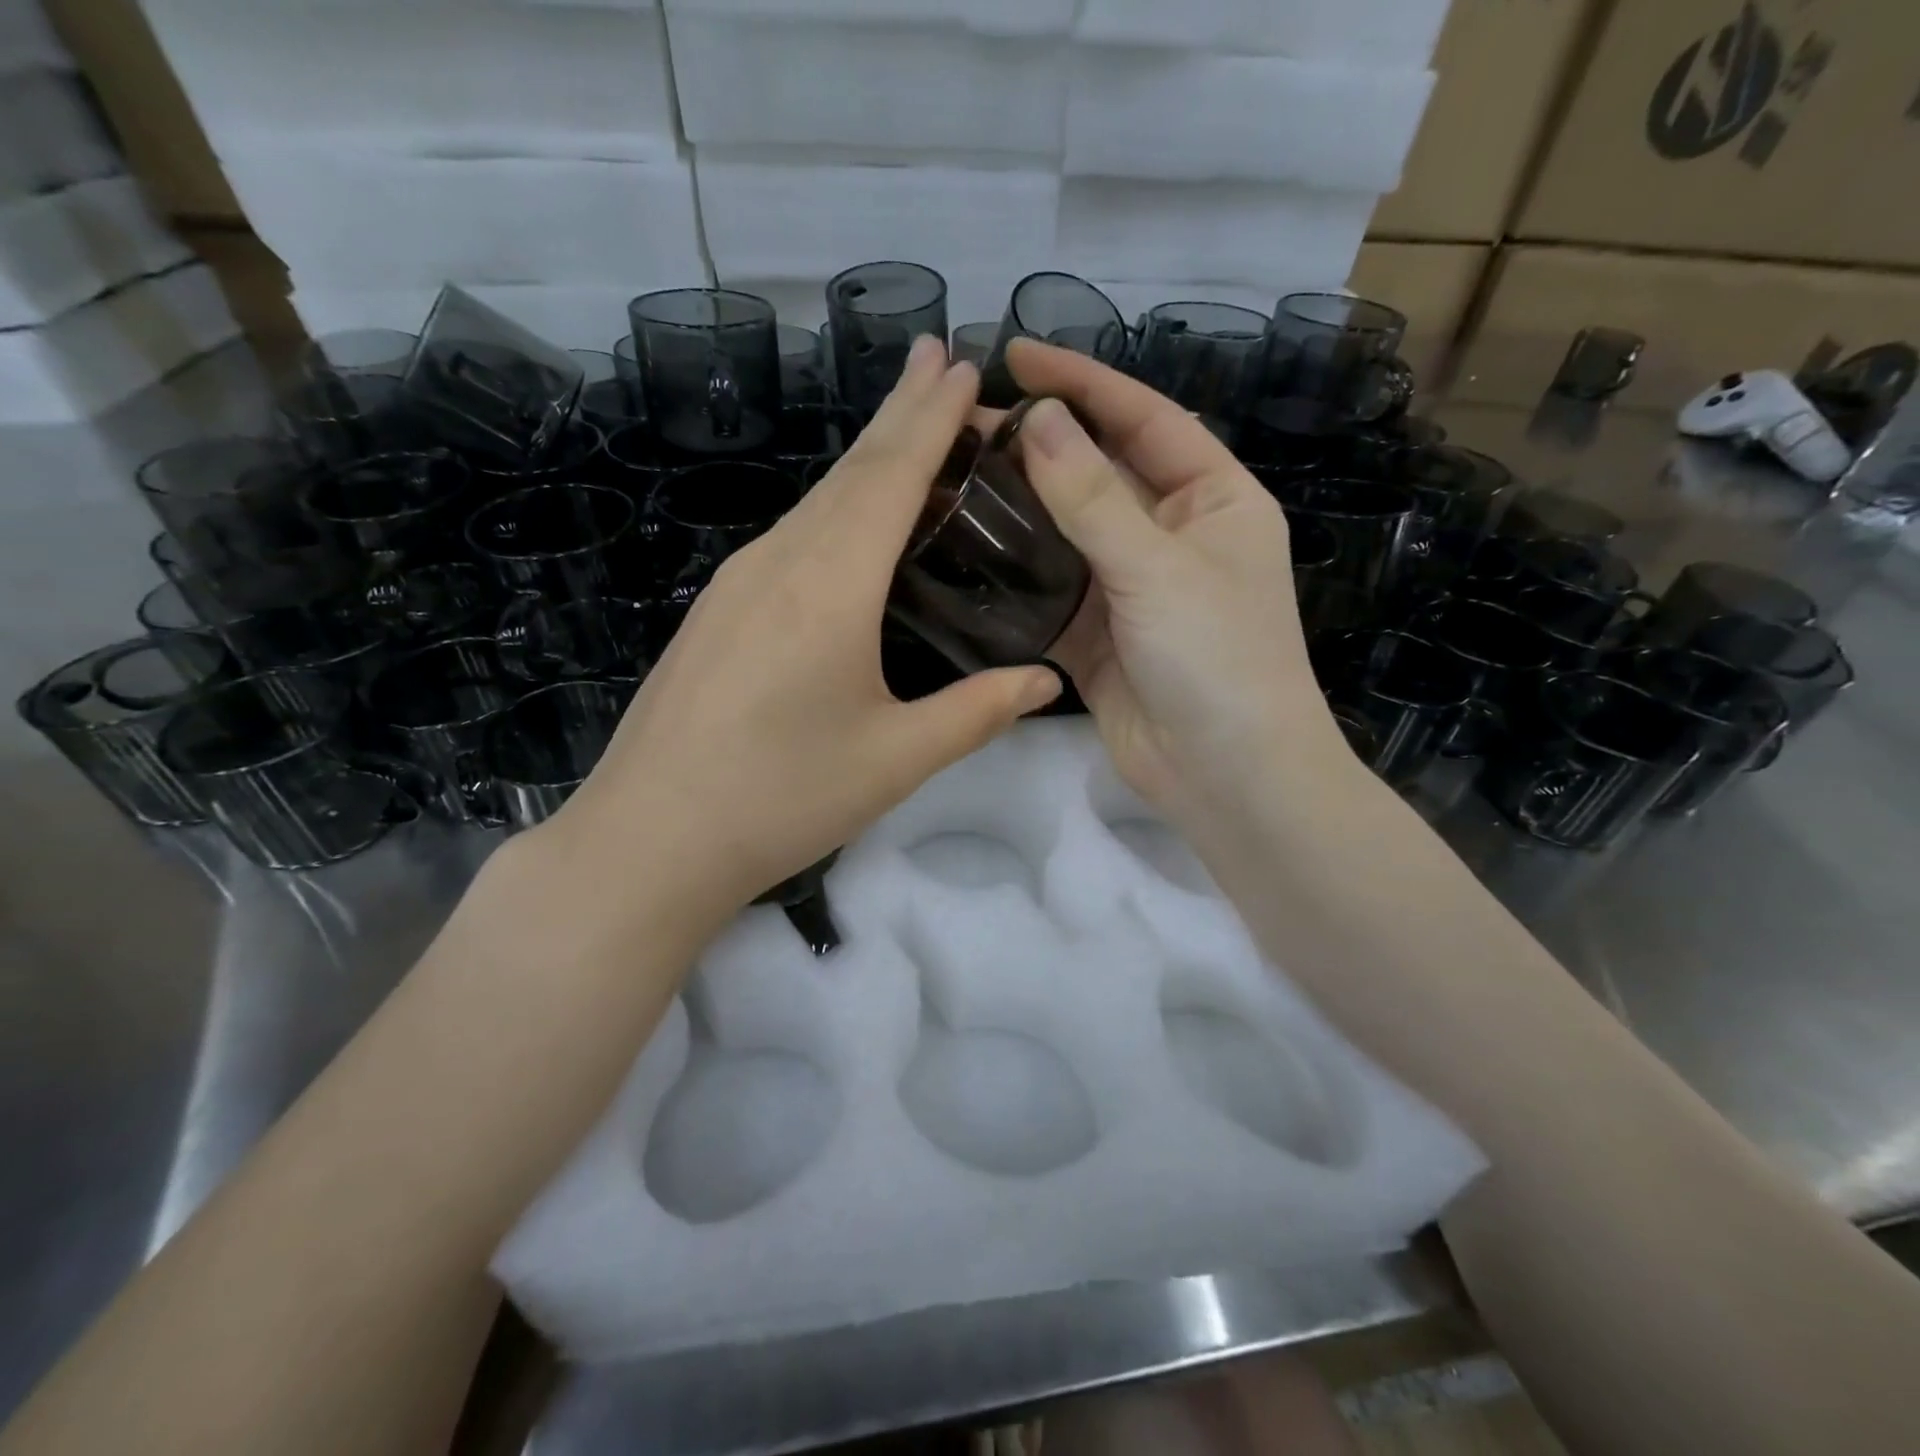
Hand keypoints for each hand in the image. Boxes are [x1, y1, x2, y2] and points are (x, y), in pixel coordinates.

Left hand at [539, 336, 1060, 923]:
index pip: (891, 477)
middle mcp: (779, 562)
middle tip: (938, 361)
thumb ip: (977, 712)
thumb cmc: (781, 798)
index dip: (930, 418)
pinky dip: (833, 507)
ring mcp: (737, 583)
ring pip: (815, 501)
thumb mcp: (896, 759)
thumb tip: (1045, 679)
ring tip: (907, 427)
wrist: (650, 838)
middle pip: (849, 472)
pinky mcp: (717, 609)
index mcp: (830, 585)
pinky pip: (789, 536)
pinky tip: (847, 521)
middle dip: (899, 413)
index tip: (959, 362)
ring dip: (866, 459)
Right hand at [1006, 340, 1357, 840]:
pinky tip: (965, 556)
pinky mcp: (1097, 638)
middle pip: (1097, 475)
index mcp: (1212, 499)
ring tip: (952, 480)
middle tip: (965, 425)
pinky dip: (1014, 579)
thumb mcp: (1157, 567)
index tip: (1018, 356)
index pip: (1143, 419)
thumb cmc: (1217, 658)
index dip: (1083, 383)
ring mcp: (1131, 590)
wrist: (1226, 775)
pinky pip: (1050, 594)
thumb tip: (1036, 421)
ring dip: (1019, 512)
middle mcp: (1171, 536)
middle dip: (1039, 448)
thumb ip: (1092, 497)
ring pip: (1067, 536)